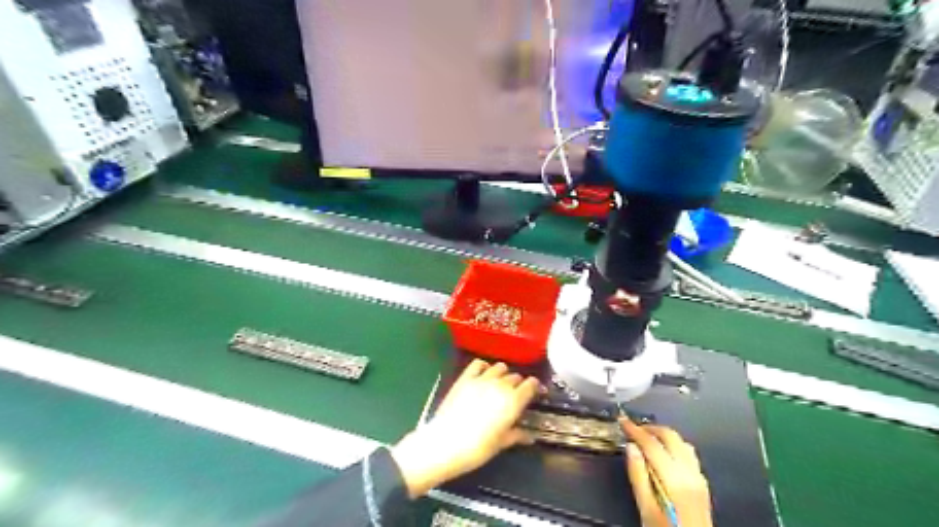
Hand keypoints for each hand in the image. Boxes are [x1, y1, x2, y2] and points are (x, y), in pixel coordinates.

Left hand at [390, 358, 539, 498]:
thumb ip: (517, 435)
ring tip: (500, 383)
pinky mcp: (465, 378)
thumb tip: (529, 436)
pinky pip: (478, 363)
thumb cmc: (477, 448)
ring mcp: (482, 379)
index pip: (531, 385)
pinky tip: (484, 373)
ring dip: (503, 374)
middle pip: (515, 376)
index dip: (535, 386)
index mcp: (513, 401)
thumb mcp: (501, 444)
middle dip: (518, 384)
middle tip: (516, 394)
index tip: (536, 391)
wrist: (446, 443)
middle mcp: (501, 385)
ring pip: (500, 367)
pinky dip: (484, 366)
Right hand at [622, 421, 711, 526]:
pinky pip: (689, 453)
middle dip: (650, 428)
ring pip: (681, 442)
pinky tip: (664, 453)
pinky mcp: (702, 482)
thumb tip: (630, 447)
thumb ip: (638, 475)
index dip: (635, 429)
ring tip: (646, 438)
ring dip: (663, 435)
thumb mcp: (645, 507)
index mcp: (674, 479)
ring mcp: (699, 477)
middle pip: (670, 436)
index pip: (652, 444)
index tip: (622, 421)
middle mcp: (690, 473)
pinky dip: (674, 445)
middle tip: (633, 429)